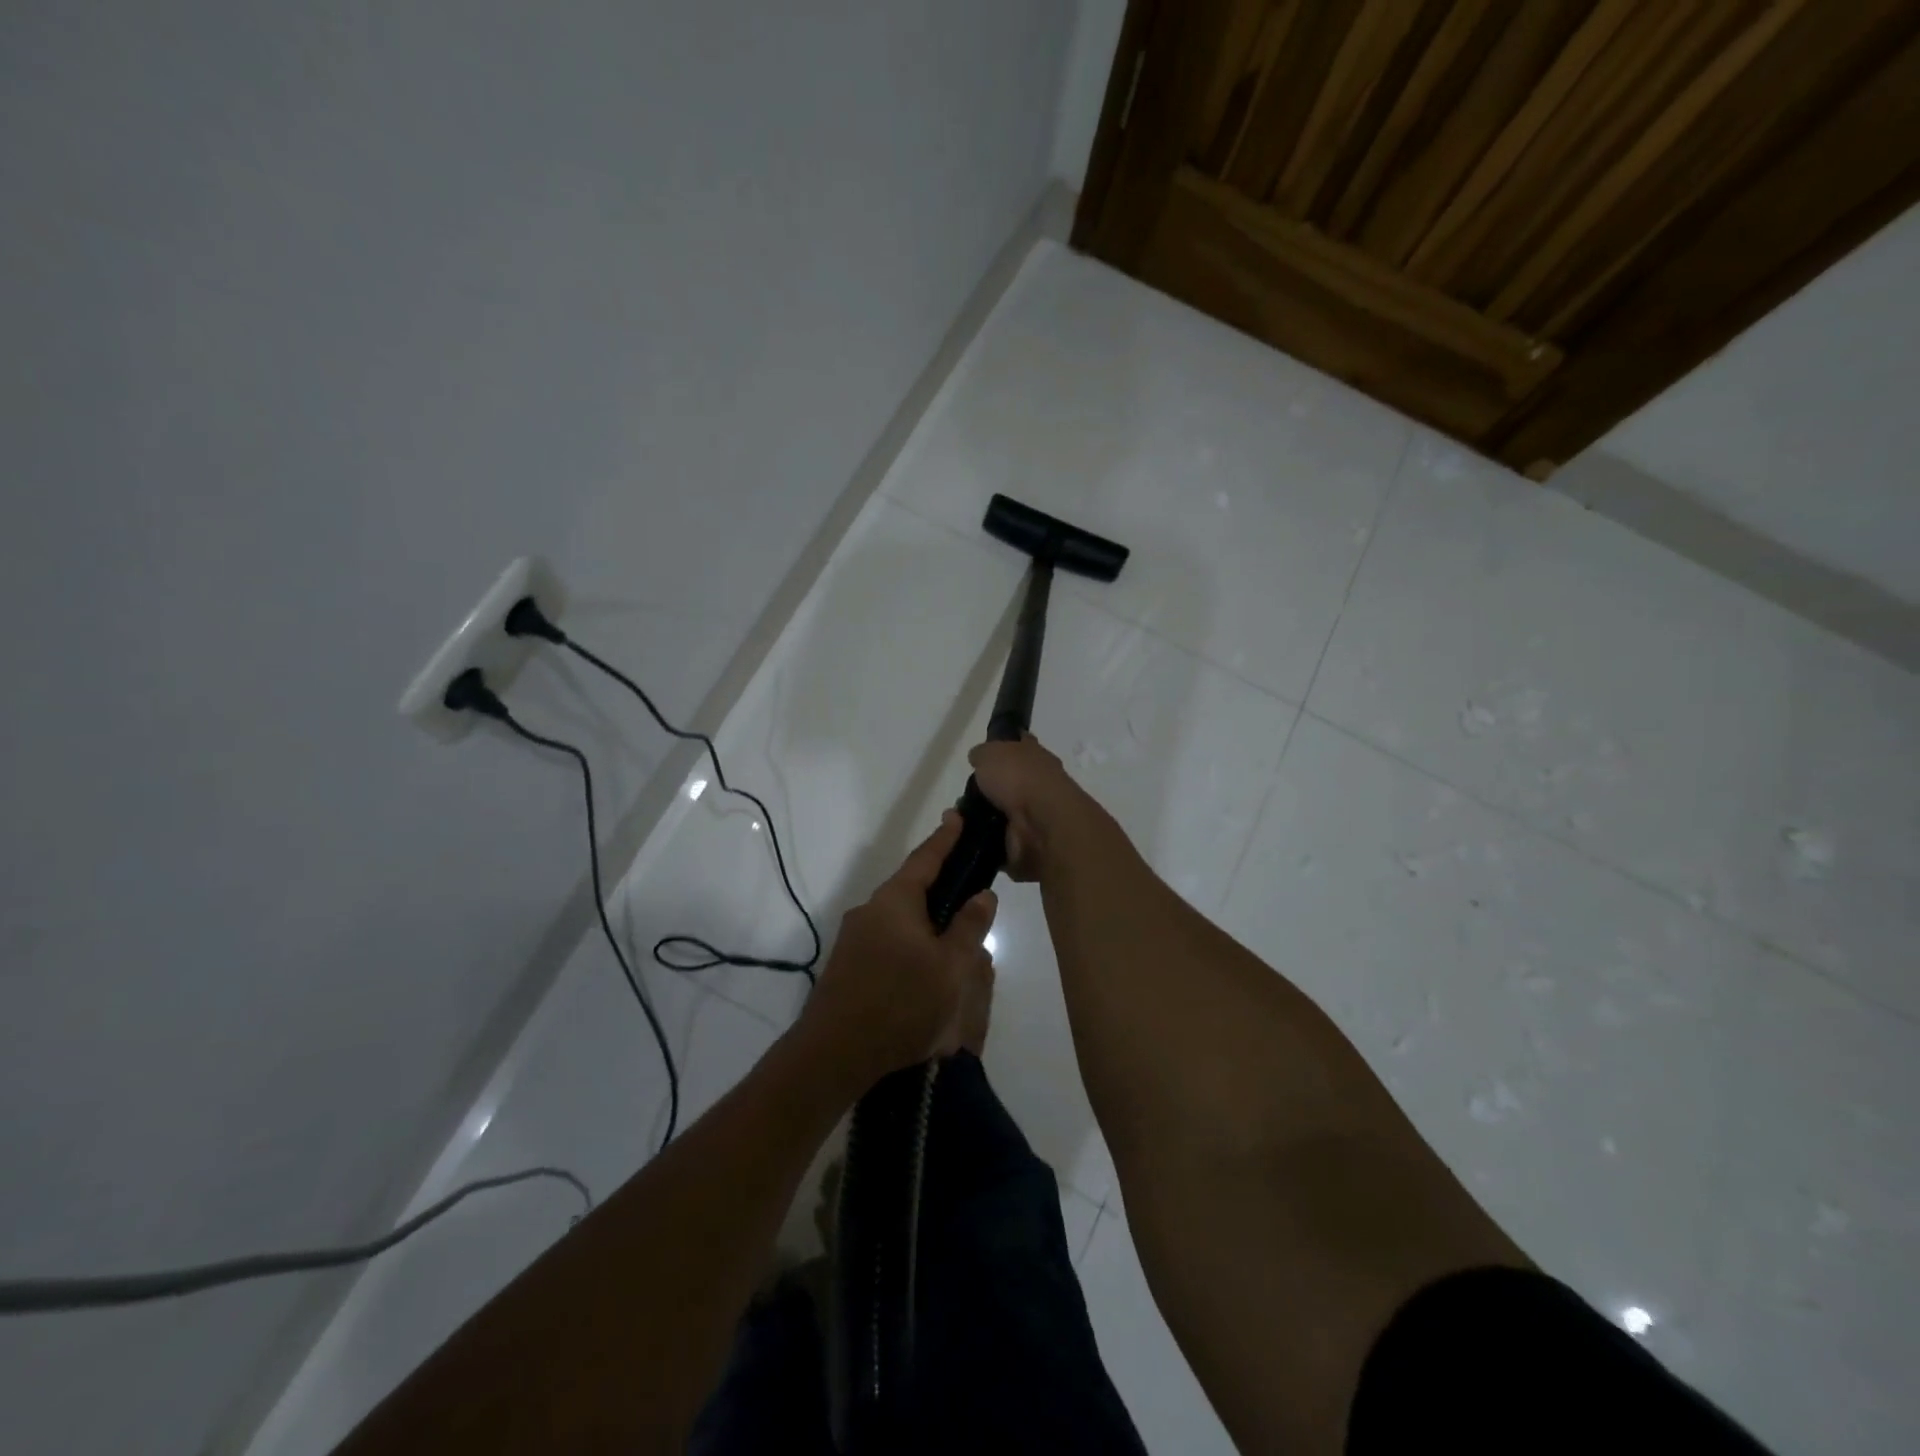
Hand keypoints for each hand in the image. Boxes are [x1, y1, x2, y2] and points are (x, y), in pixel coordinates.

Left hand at [798, 813, 996, 1089]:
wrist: (834, 1053)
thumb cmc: (900, 1003)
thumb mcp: (950, 968)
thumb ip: (968, 927)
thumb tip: (984, 894)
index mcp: (895, 901)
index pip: (925, 858)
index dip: (945, 838)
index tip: (956, 816)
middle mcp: (871, 910)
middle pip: (911, 887)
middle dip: (938, 884)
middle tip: (966, 882)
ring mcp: (855, 937)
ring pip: (899, 917)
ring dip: (926, 919)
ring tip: (953, 934)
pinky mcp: (849, 963)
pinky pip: (888, 939)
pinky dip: (911, 940)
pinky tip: (925, 966)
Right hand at [967, 735, 1094, 882]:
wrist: (1041, 826)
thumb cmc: (1019, 779)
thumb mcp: (991, 753)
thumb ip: (983, 753)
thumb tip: (978, 757)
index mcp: (1036, 757)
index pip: (1020, 746)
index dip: (1004, 747)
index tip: (984, 755)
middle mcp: (1038, 785)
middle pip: (1008, 784)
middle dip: (987, 790)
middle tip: (963, 795)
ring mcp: (1034, 817)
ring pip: (1001, 814)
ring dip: (981, 817)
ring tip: (958, 819)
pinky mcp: (1026, 845)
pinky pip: (998, 841)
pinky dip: (984, 840)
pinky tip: (967, 837)